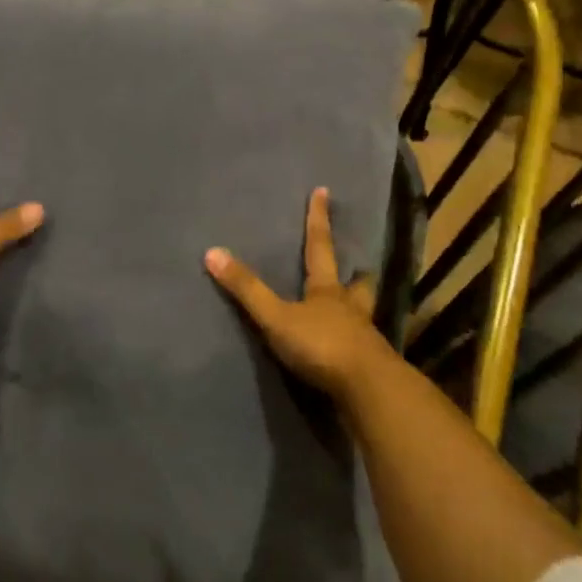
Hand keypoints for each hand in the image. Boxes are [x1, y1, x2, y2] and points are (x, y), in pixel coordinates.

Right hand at [204, 187, 393, 401]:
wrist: (367, 390)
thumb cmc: (321, 345)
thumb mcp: (276, 317)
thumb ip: (247, 289)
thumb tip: (212, 252)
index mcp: (326, 290)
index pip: (320, 246)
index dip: (318, 219)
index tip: (324, 191)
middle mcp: (349, 307)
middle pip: (356, 283)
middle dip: (355, 273)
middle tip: (358, 266)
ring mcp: (363, 336)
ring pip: (363, 313)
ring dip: (359, 306)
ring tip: (355, 305)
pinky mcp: (369, 365)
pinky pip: (363, 346)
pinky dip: (357, 342)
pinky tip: (352, 348)